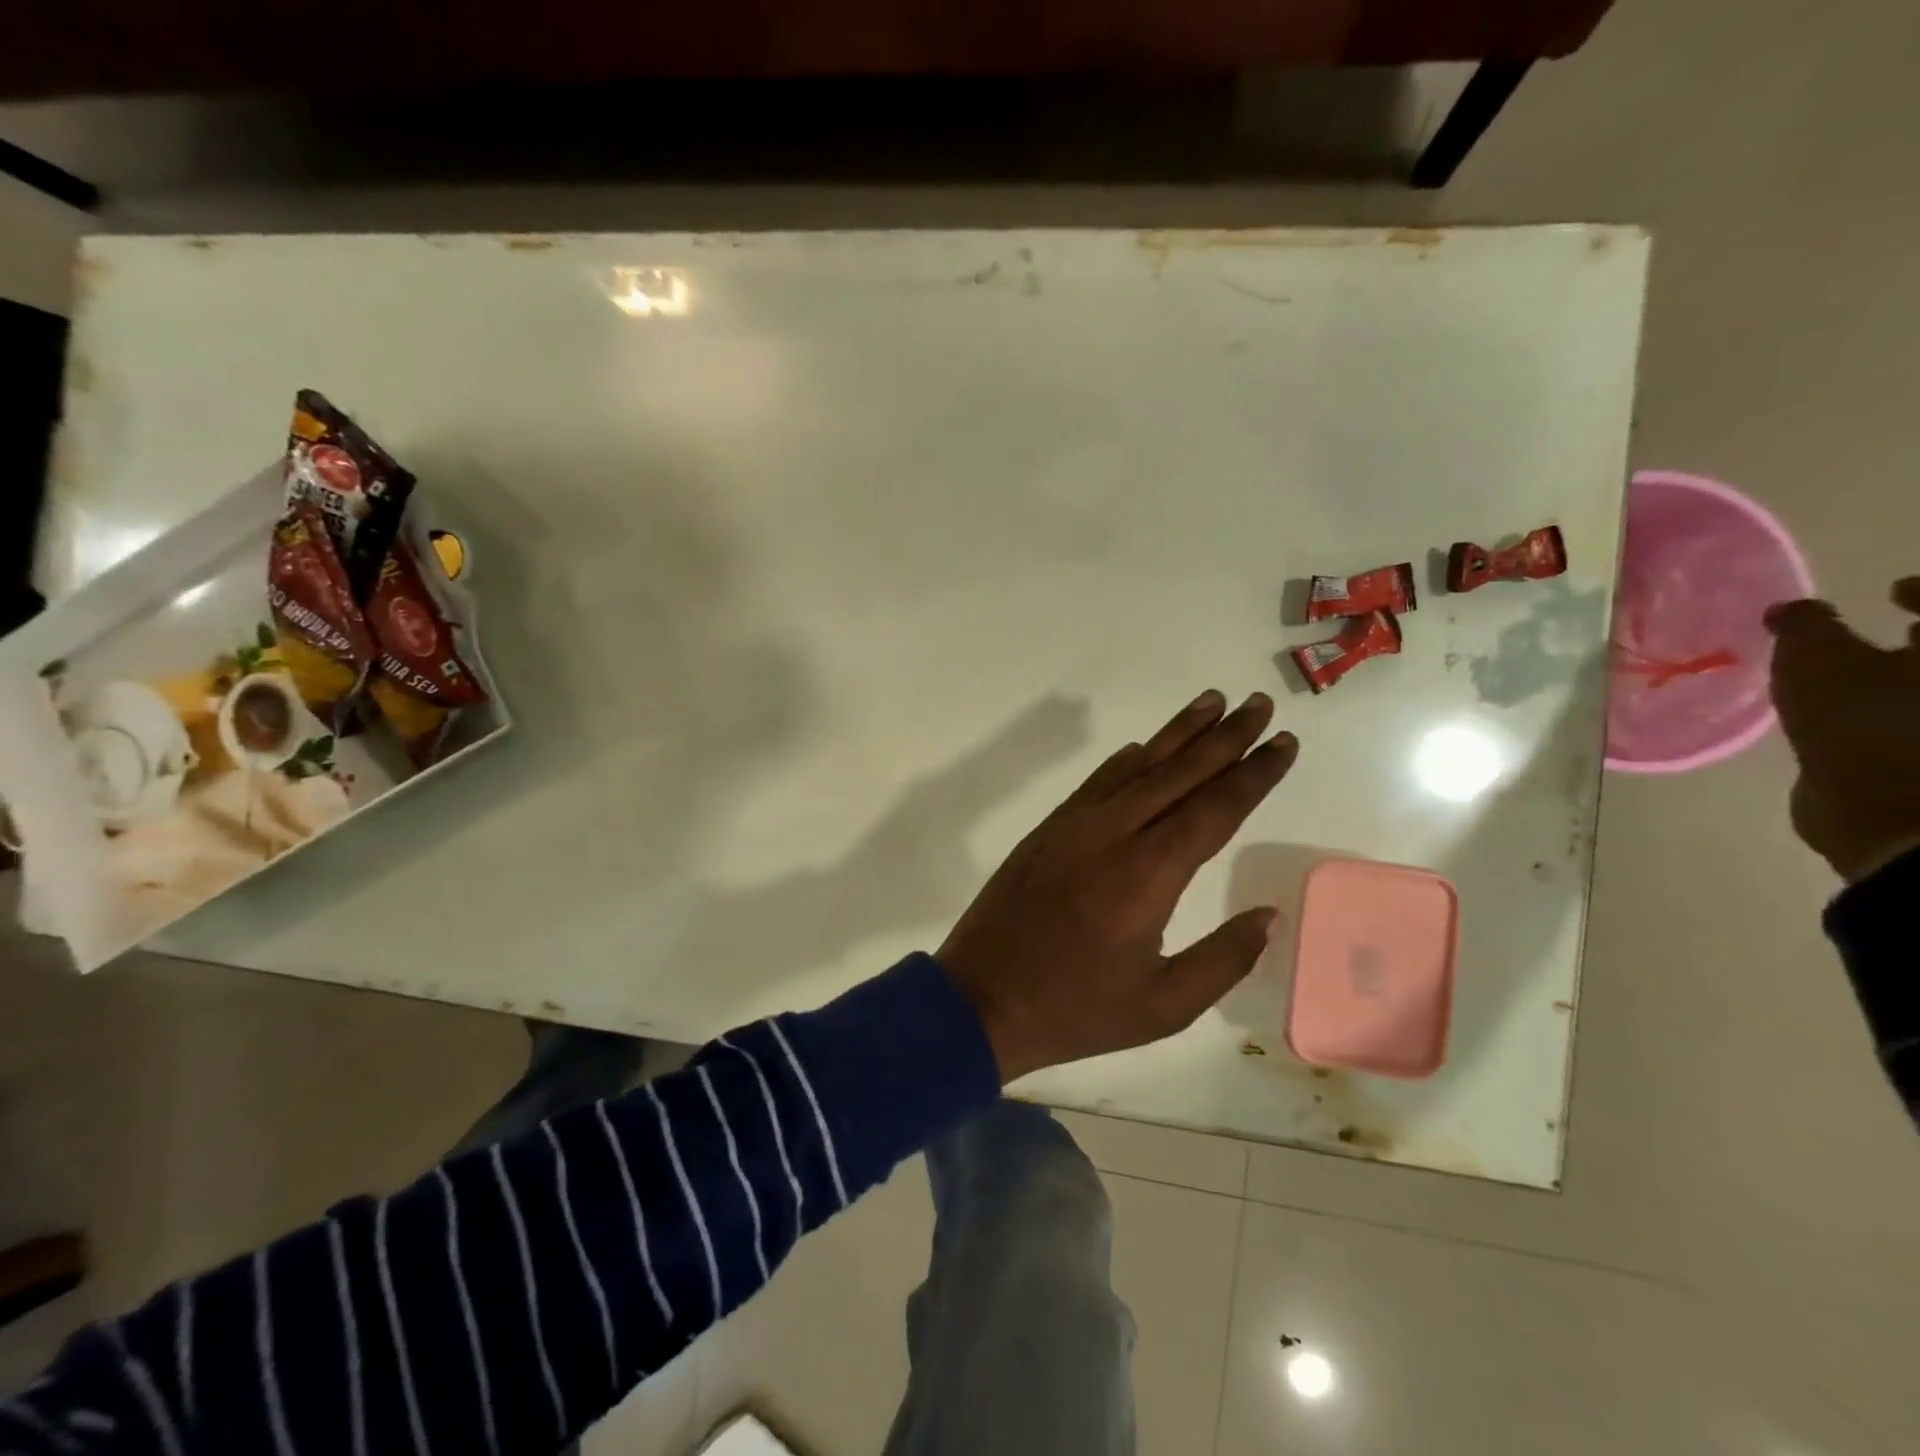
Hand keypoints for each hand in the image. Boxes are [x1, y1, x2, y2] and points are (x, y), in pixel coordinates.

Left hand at [937, 690, 1298, 1082]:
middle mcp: (1112, 834)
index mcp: (1147, 875)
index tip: (1284, 743)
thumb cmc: (1075, 1010)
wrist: (980, 998)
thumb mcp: (1162, 1007)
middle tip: (1258, 704)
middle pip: (1178, 773)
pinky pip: (1096, 783)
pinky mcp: (1048, 830)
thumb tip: (1267, 915)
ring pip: (1135, 768)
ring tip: (1212, 701)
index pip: (1213, 809)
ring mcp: (1074, 826)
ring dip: (1176, 734)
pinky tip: (1142, 748)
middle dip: (1224, 737)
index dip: (1252, 774)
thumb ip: (1222, 959)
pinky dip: (1125, 761)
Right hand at [1766, 579, 1919, 882]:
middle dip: (1918, 637)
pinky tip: (1853, 717)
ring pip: (1917, 688)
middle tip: (1888, 632)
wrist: (1897, 819)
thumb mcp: (1816, 664)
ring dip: (1902, 676)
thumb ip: (1806, 627)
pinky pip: (1908, 724)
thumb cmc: (1867, 725)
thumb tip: (1791, 608)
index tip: (1891, 592)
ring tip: (1861, 679)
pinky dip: (1890, 712)